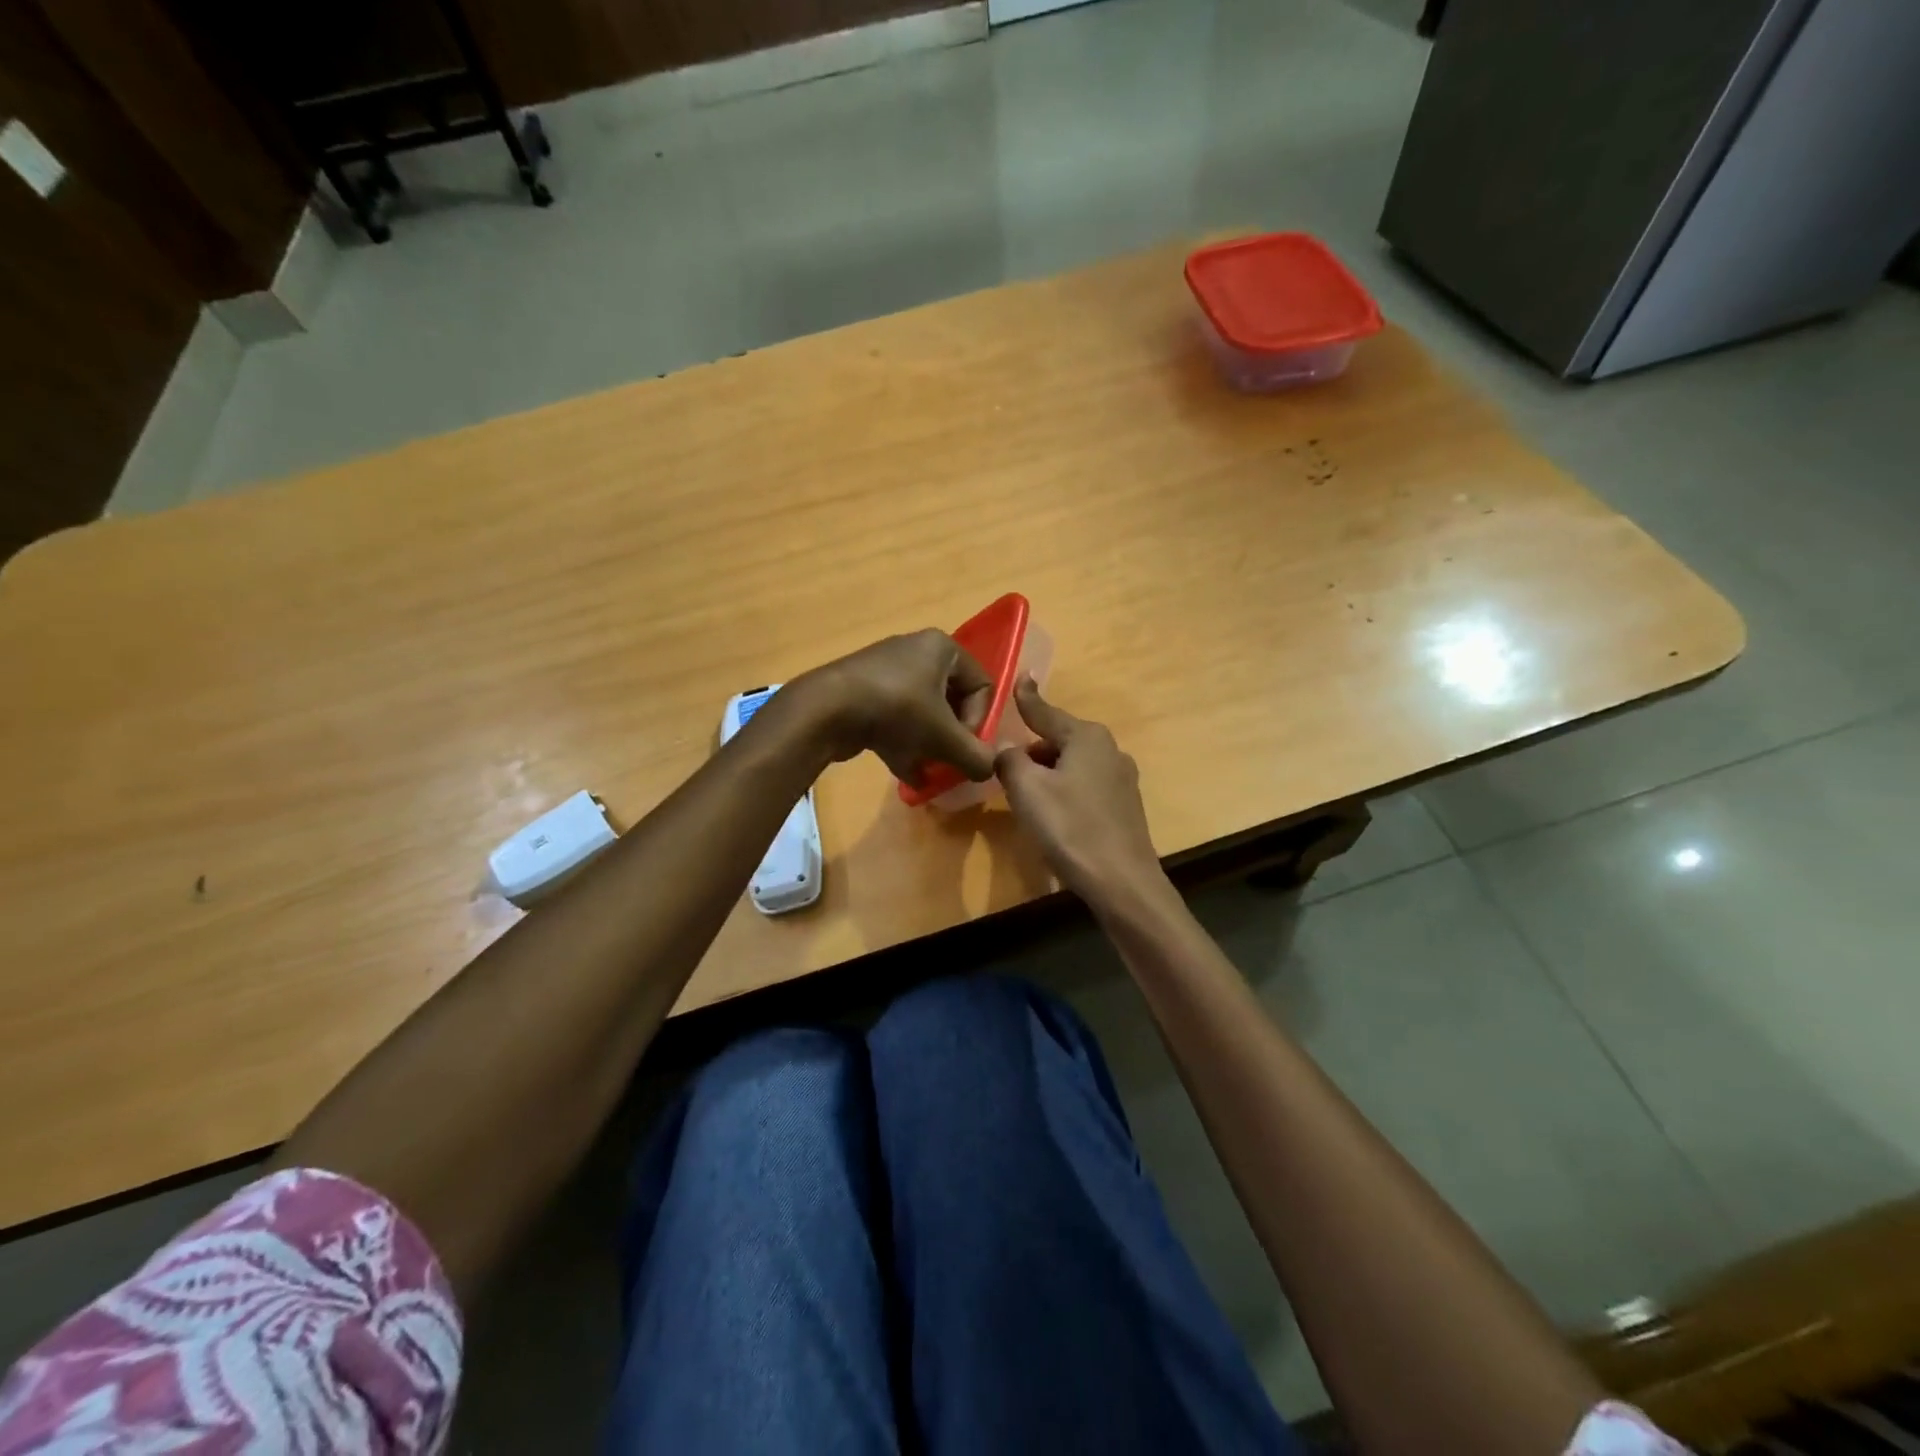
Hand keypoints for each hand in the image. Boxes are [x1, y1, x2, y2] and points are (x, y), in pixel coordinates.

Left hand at [787, 630, 997, 786]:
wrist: (825, 710)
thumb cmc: (897, 711)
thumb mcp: (945, 737)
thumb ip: (975, 756)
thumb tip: (990, 771)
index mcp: (943, 647)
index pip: (982, 685)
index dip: (979, 721)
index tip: (965, 747)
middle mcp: (916, 651)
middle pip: (951, 701)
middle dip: (952, 737)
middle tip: (949, 762)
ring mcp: (886, 671)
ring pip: (922, 713)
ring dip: (930, 745)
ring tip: (929, 772)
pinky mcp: (863, 692)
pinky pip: (896, 719)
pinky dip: (904, 744)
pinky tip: (908, 775)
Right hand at [996, 679, 1166, 908]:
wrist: (1122, 882)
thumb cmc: (1071, 828)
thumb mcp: (1028, 790)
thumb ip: (1010, 761)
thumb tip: (1006, 749)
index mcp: (1087, 737)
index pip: (1046, 712)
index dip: (1027, 698)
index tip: (1020, 678)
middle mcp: (1109, 750)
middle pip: (1059, 740)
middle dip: (1032, 748)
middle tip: (1004, 764)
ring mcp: (1121, 779)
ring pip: (1073, 764)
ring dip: (1047, 773)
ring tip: (1024, 793)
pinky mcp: (1124, 806)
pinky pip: (1085, 786)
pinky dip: (1064, 790)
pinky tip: (1053, 812)